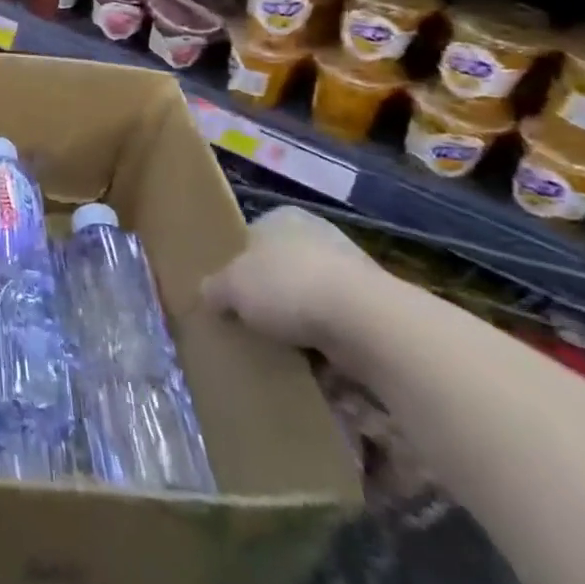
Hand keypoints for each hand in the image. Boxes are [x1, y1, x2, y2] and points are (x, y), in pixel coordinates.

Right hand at [201, 206, 379, 350]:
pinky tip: (315, 366)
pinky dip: (329, 346)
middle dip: (271, 297)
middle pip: (282, 269)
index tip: (230, 296)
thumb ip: (214, 289)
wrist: (365, 322)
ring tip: (282, 351)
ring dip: (302, 324)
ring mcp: (352, 271)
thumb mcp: (231, 287)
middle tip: (252, 324)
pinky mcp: (377, 309)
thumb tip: (208, 295)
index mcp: (282, 217)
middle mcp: (318, 235)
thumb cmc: (286, 287)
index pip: (252, 238)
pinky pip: (340, 327)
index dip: (238, 266)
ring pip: (312, 299)